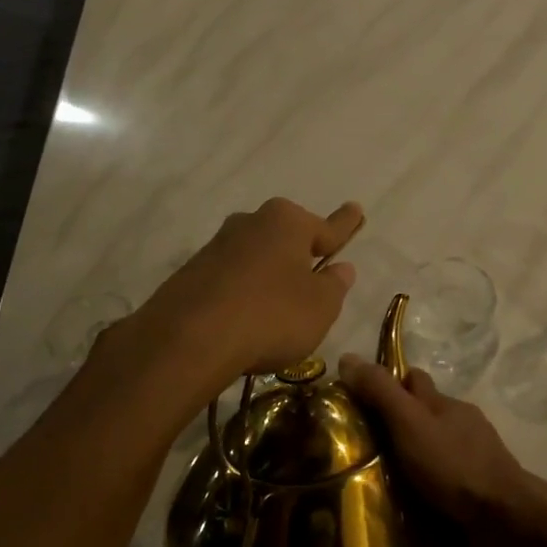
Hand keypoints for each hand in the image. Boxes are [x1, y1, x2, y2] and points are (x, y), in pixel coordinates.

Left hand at [135, 198, 362, 388]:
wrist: (190, 338)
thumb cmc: (272, 315)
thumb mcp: (320, 307)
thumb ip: (334, 285)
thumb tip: (341, 268)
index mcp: (288, 222)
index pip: (327, 227)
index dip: (345, 225)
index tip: (356, 208)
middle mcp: (251, 223)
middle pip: (286, 238)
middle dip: (300, 252)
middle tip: (313, 271)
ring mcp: (217, 247)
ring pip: (256, 258)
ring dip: (268, 276)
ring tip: (277, 308)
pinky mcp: (192, 274)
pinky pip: (230, 280)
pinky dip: (242, 294)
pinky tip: (244, 319)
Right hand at [339, 358, 544, 546]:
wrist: (506, 523)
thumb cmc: (454, 466)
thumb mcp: (409, 423)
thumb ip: (380, 392)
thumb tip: (347, 357)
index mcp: (445, 405)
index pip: (413, 380)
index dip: (387, 384)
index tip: (356, 400)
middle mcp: (461, 427)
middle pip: (423, 417)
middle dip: (395, 427)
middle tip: (357, 449)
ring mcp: (472, 462)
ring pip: (434, 454)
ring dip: (410, 465)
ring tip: (373, 487)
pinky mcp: (477, 498)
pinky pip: (443, 488)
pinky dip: (426, 494)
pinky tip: (405, 512)